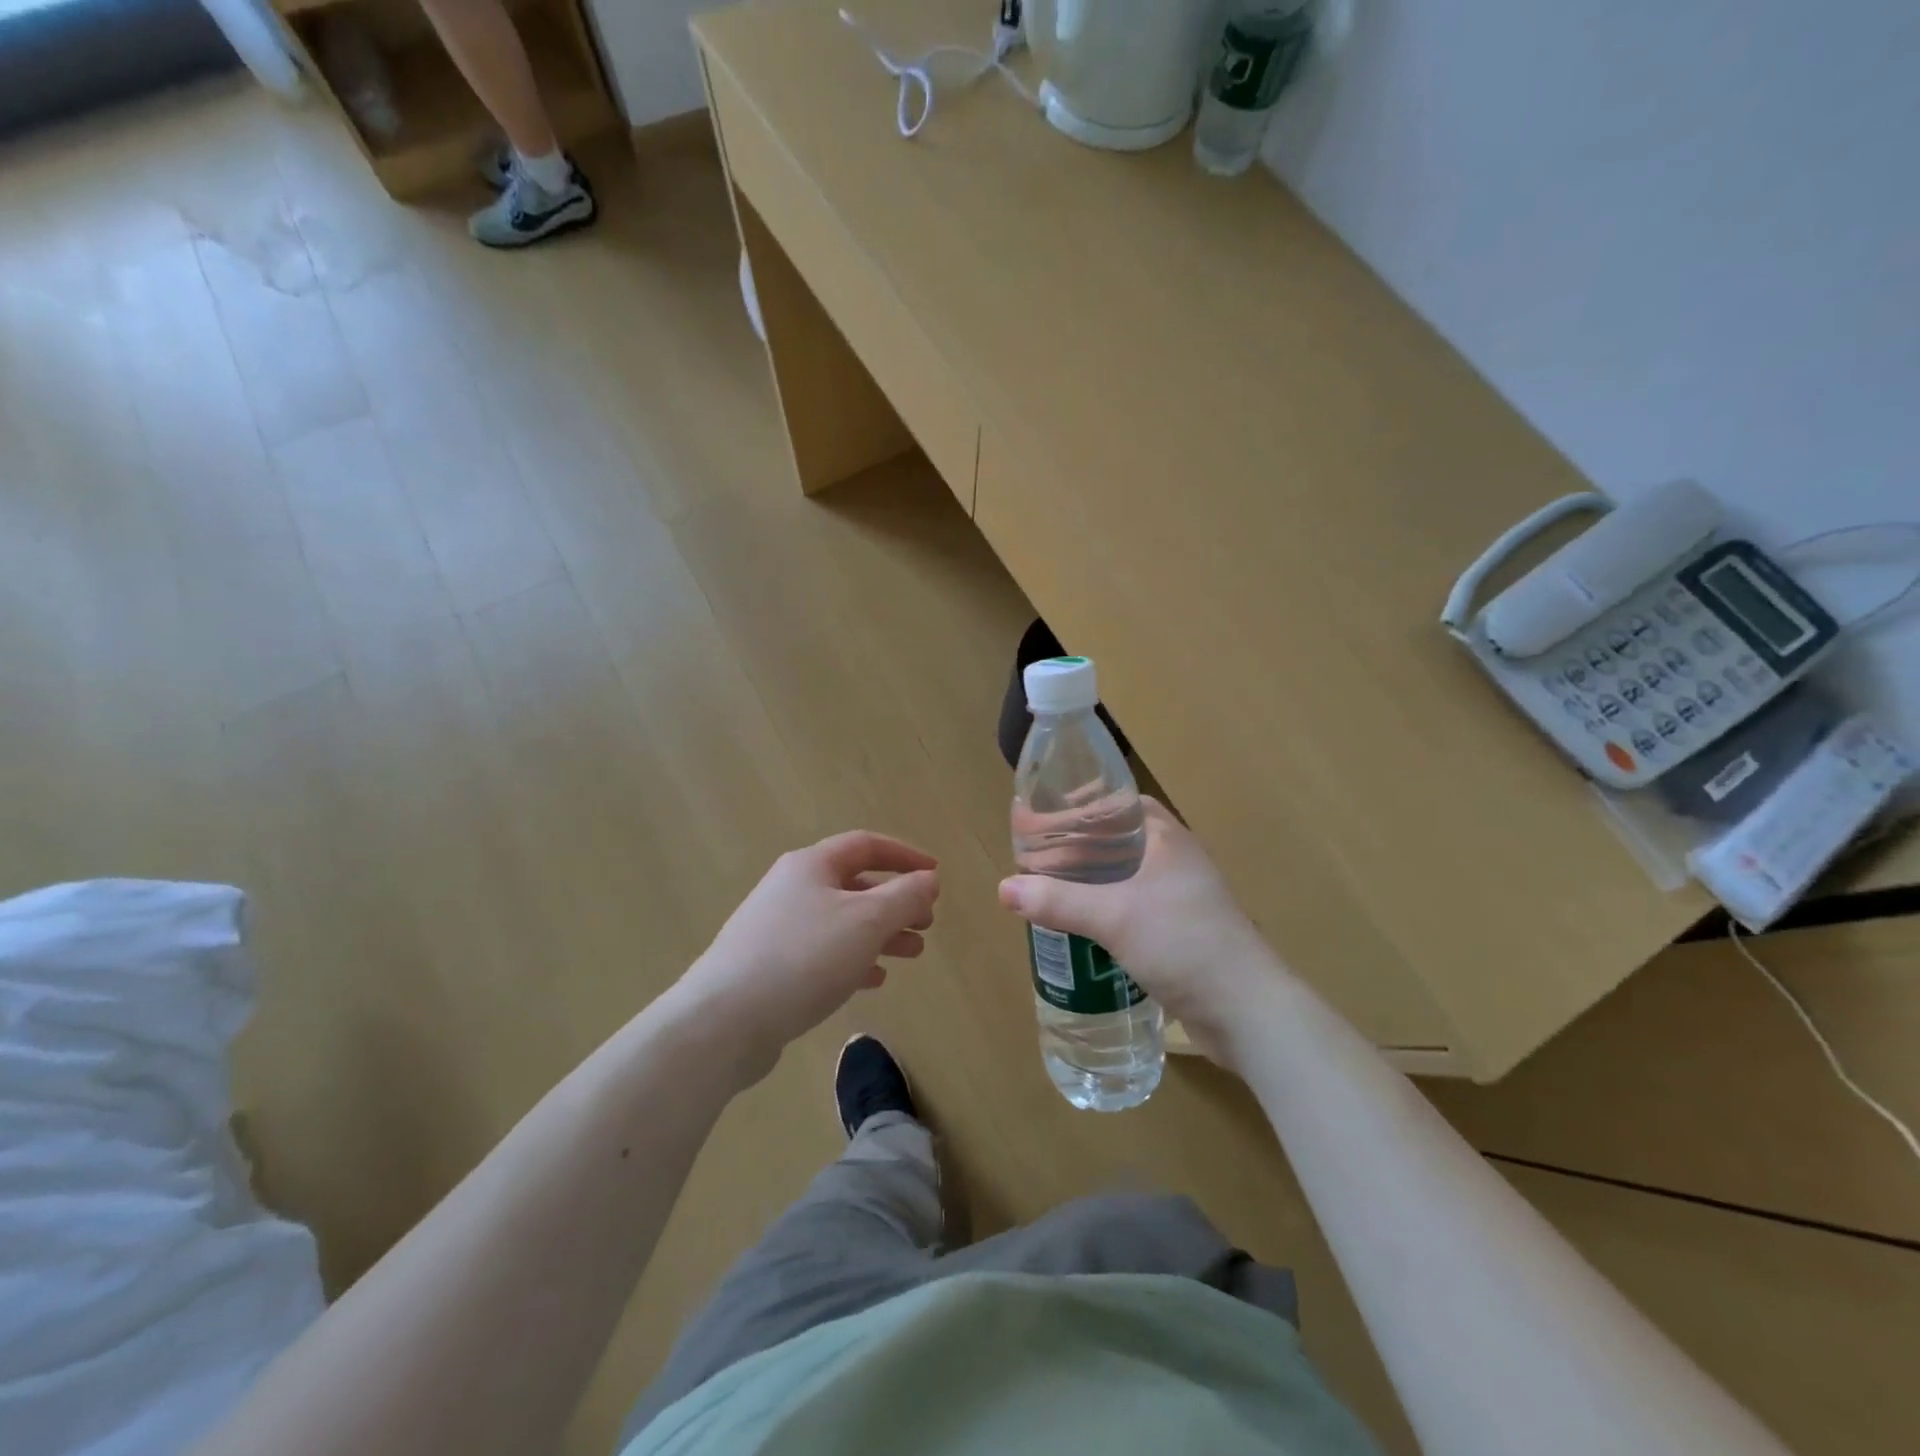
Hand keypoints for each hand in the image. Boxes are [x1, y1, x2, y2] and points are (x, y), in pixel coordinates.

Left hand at [675, 831, 938, 1080]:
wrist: (724, 1021)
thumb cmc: (804, 958)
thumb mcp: (867, 922)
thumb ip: (904, 897)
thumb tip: (928, 879)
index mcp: (812, 865)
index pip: (866, 845)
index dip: (905, 856)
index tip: (935, 875)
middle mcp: (792, 887)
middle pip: (854, 884)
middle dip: (896, 901)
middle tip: (926, 923)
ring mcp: (776, 927)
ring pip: (840, 920)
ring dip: (880, 932)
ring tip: (912, 953)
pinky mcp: (769, 965)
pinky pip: (822, 951)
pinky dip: (853, 958)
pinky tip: (873, 979)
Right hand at [998, 799, 1279, 1065]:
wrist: (1247, 1011)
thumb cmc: (1183, 943)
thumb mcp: (1113, 917)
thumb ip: (1058, 901)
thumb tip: (1004, 888)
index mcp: (1167, 839)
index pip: (1123, 803)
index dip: (1085, 805)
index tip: (1048, 816)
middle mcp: (1177, 861)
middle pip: (1121, 841)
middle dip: (1080, 848)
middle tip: (1039, 859)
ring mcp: (1183, 899)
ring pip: (1127, 879)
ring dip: (1093, 883)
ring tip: (1052, 892)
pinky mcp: (1183, 934)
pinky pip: (1136, 910)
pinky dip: (1108, 911)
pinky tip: (1082, 929)